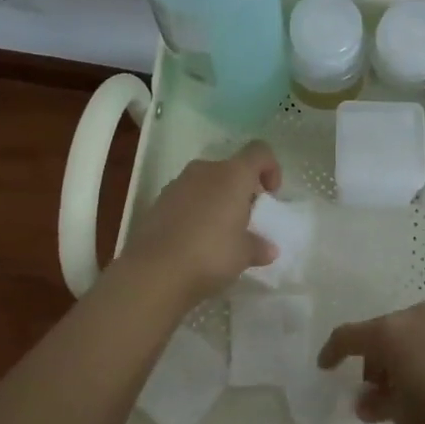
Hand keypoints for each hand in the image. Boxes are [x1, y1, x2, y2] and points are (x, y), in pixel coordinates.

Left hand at [114, 141, 281, 309]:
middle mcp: (205, 171)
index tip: (271, 195)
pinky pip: (185, 199)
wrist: (153, 272)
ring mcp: (177, 184)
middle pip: (231, 169)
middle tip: (246, 219)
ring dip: (217, 200)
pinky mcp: (157, 203)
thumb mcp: (244, 254)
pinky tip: (195, 240)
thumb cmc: (210, 254)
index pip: (259, 152)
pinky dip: (195, 212)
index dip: (270, 168)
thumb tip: (268, 249)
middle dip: (241, 190)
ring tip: (220, 233)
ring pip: (206, 183)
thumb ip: (258, 246)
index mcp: (233, 175)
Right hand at [317, 302, 424, 423]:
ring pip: (406, 335)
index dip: (333, 351)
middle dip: (372, 362)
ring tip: (403, 394)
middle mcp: (414, 317)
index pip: (349, 336)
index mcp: (390, 333)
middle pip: (380, 334)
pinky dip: (419, 356)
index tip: (325, 367)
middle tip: (373, 395)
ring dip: (397, 359)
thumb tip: (366, 400)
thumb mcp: (403, 416)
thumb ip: (378, 403)